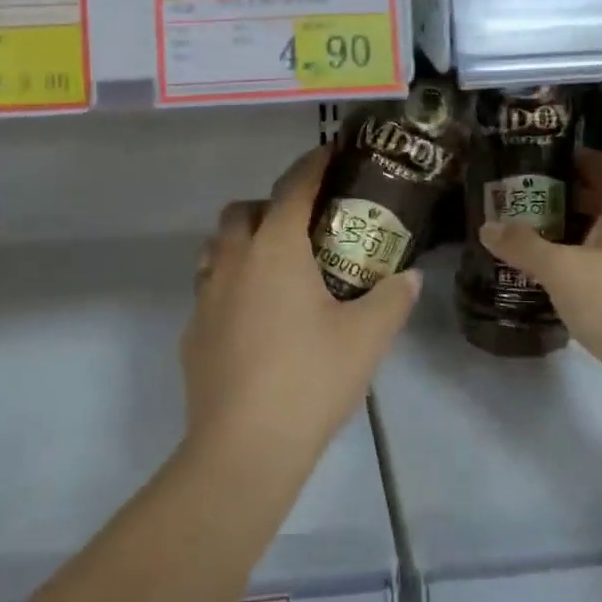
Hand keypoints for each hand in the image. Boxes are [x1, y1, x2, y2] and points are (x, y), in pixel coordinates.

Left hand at [182, 146, 421, 476]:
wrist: (243, 448)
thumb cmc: (310, 380)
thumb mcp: (366, 339)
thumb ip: (391, 300)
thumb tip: (409, 277)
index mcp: (275, 250)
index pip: (294, 188)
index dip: (313, 164)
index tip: (329, 153)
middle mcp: (233, 262)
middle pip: (243, 210)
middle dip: (271, 204)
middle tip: (303, 226)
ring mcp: (205, 296)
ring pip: (216, 247)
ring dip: (241, 241)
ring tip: (274, 266)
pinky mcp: (192, 332)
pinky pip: (208, 289)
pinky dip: (229, 285)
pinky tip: (252, 318)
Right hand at [478, 149, 601, 386]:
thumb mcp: (561, 271)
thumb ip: (522, 245)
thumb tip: (487, 227)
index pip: (600, 163)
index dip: (568, 158)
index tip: (530, 162)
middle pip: (600, 196)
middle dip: (560, 197)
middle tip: (517, 200)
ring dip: (569, 230)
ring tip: (528, 234)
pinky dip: (583, 256)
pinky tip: (555, 271)